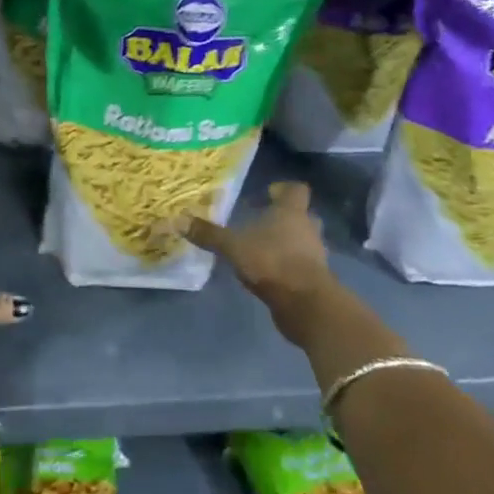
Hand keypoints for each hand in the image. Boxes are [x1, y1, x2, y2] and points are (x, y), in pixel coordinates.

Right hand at [173, 181, 336, 309]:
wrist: (306, 304)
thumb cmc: (271, 262)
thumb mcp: (233, 246)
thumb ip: (209, 234)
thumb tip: (177, 220)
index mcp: (291, 213)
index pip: (297, 190)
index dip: (284, 189)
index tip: (268, 193)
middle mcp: (307, 229)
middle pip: (302, 216)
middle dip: (285, 217)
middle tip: (263, 220)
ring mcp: (315, 255)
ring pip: (304, 241)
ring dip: (288, 243)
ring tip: (263, 248)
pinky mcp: (315, 280)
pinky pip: (303, 265)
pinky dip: (289, 266)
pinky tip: (269, 273)